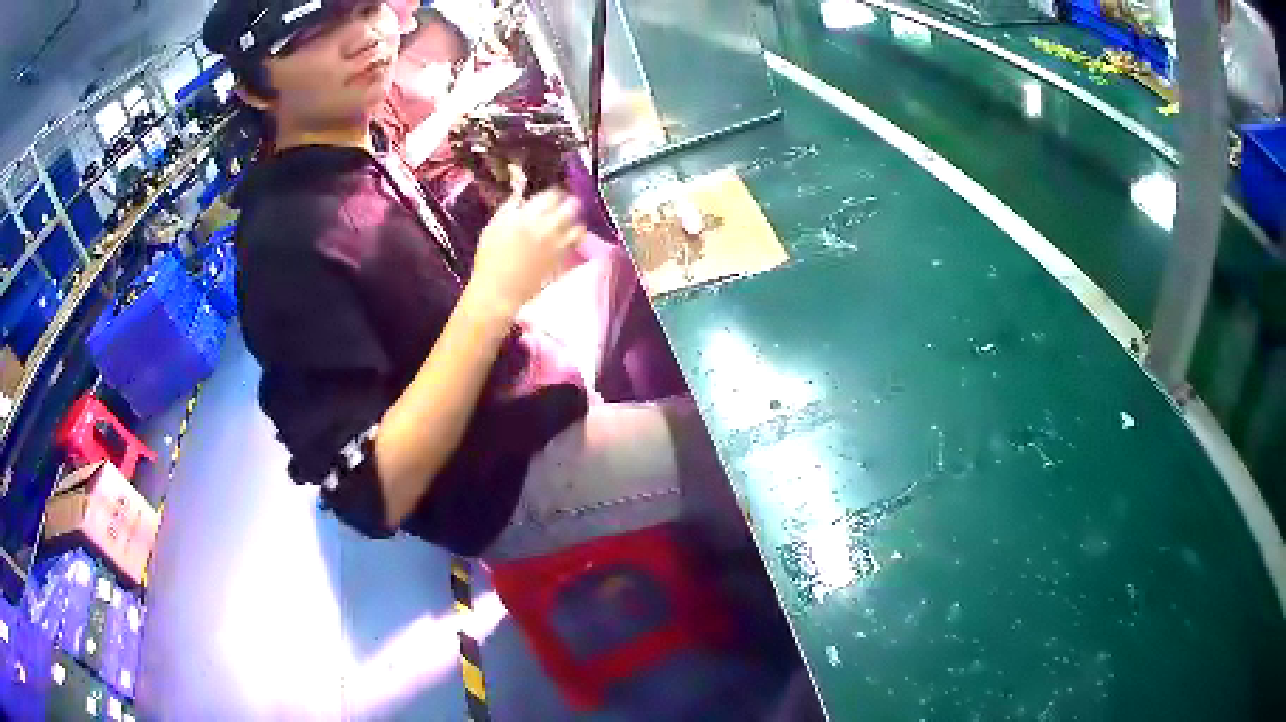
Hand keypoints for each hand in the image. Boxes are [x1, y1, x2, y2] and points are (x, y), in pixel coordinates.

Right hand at [467, 172, 584, 318]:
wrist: (497, 291)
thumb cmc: (489, 259)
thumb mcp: (493, 227)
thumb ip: (509, 207)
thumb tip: (520, 194)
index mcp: (526, 216)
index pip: (552, 194)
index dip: (554, 193)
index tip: (552, 196)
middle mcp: (546, 227)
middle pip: (570, 206)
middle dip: (569, 203)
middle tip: (565, 206)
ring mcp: (556, 245)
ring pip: (578, 226)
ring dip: (574, 222)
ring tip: (569, 223)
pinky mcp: (561, 261)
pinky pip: (576, 244)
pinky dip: (574, 238)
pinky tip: (568, 239)